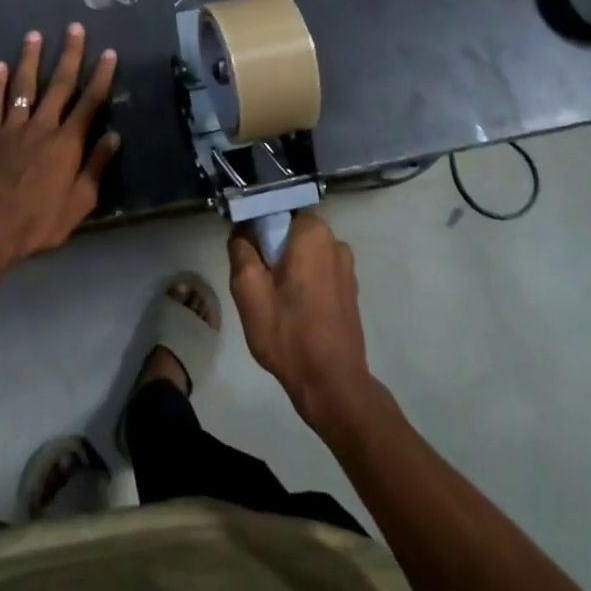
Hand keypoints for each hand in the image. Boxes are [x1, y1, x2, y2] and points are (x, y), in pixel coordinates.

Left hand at [0, 24, 119, 269]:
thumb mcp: (79, 203)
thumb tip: (114, 136)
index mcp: (67, 143)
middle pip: (58, 85)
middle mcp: (41, 127)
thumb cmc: (37, 222)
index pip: (89, 102)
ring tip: (34, 34)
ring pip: (23, 87)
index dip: (101, 76)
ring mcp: (12, 129)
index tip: (109, 53)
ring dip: (30, 59)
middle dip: (68, 55)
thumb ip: (96, 167)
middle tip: (74, 28)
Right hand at [229, 210, 378, 432]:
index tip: (245, 249)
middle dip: (271, 248)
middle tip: (255, 280)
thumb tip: (242, 231)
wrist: (331, 383)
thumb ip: (240, 250)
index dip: (257, 225)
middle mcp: (335, 241)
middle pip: (291, 230)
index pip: (277, 208)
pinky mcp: (350, 289)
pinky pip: (318, 271)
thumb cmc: (287, 332)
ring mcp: (346, 266)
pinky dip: (303, 281)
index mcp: (313, 232)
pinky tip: (292, 309)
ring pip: (305, 252)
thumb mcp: (248, 290)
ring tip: (273, 299)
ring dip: (287, 266)